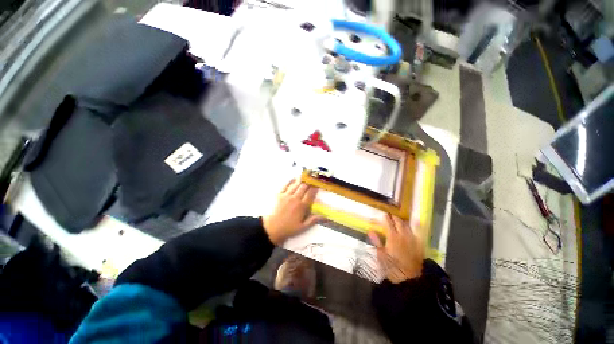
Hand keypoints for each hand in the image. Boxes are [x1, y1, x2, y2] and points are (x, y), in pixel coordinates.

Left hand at [263, 179, 321, 244]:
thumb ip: (313, 220)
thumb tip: (325, 216)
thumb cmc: (288, 229)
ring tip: (306, 174)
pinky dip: (290, 181)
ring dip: (301, 179)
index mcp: (302, 206)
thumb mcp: (302, 227)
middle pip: (304, 187)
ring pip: (296, 185)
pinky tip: (293, 178)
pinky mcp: (279, 195)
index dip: (315, 188)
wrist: (271, 228)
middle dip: (309, 181)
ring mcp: (286, 196)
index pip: (310, 194)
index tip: (318, 183)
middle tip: (313, 177)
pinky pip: (285, 186)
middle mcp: (295, 199)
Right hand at [368, 214, 424, 282]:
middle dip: (394, 217)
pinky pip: (418, 233)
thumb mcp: (381, 256)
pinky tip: (415, 223)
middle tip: (390, 215)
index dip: (386, 218)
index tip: (383, 215)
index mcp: (393, 238)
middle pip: (399, 222)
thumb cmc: (392, 268)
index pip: (388, 224)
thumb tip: (370, 231)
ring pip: (408, 226)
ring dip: (403, 221)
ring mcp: (413, 240)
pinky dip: (416, 226)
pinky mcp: (419, 245)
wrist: (409, 279)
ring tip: (399, 219)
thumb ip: (377, 242)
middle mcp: (403, 236)